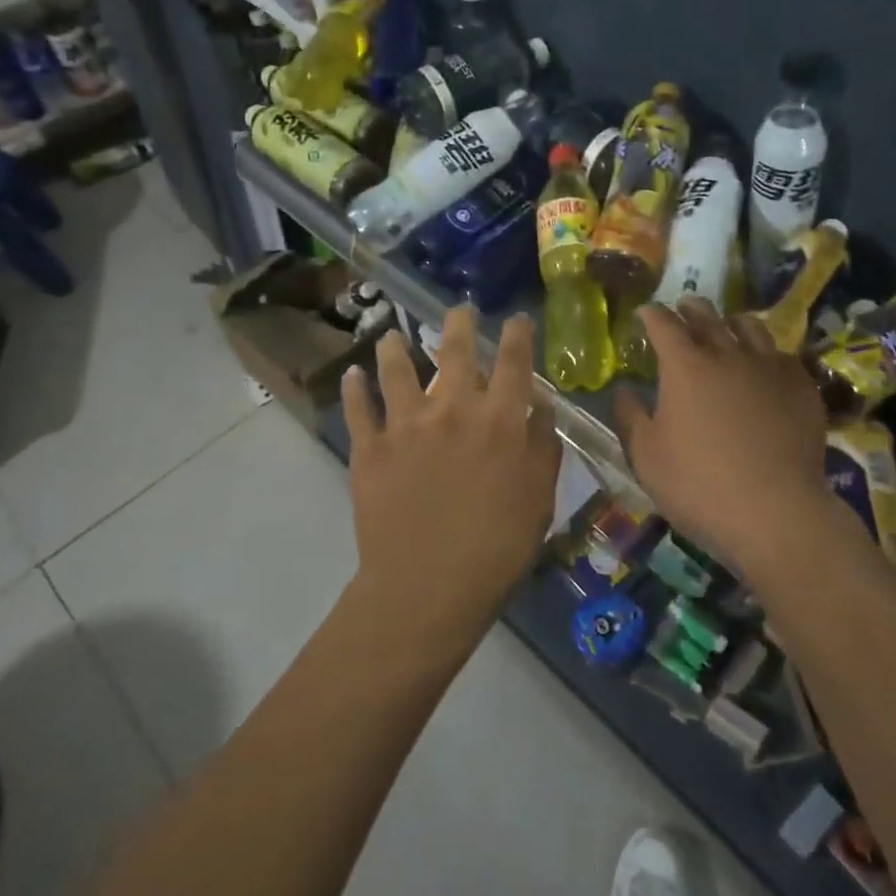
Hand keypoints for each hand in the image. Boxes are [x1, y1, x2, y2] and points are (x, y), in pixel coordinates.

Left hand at [342, 306, 560, 654]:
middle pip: (454, 350)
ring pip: (396, 368)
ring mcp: (406, 424)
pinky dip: (354, 388)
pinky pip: (358, 408)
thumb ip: (542, 446)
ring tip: (390, 334)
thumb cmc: (496, 547)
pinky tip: (352, 374)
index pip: (513, 361)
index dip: (516, 334)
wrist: (428, 586)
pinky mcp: (370, 447)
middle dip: (458, 323)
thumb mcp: (539, 498)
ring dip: (393, 346)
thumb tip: (540, 406)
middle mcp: (453, 408)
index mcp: (499, 420)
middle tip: (458, 309)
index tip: (515, 318)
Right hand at [615, 298, 834, 572]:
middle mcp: (728, 354)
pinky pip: (783, 356)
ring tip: (728, 326)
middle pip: (708, 316)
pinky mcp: (802, 388)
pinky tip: (767, 367)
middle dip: (691, 308)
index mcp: (685, 366)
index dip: (652, 314)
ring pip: (751, 328)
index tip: (645, 312)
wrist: (776, 512)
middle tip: (684, 307)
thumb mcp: (646, 457)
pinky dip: (767, 354)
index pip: (663, 324)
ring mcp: (770, 368)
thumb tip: (624, 390)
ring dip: (732, 322)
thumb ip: (630, 417)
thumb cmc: (699, 485)